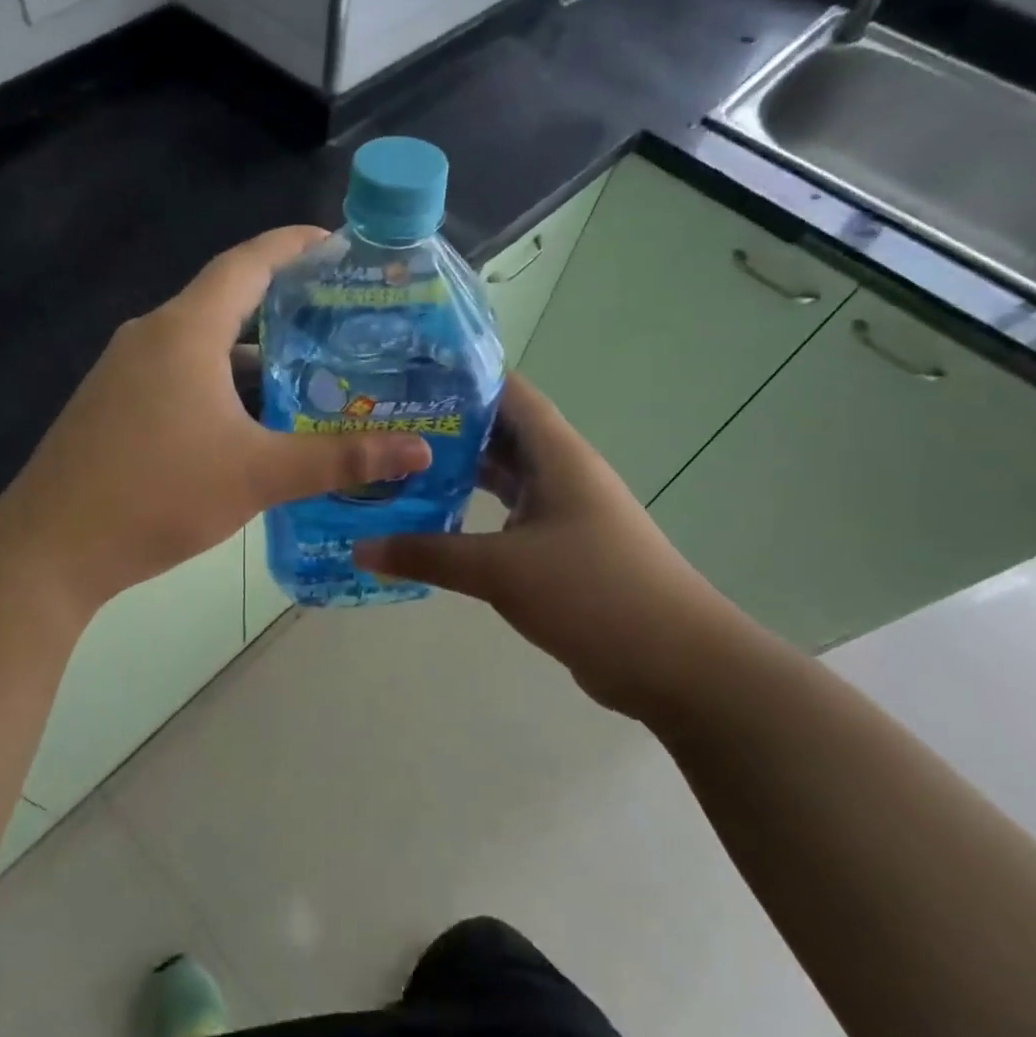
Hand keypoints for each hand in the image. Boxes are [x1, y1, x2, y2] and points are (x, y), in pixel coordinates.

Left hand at [0, 228, 431, 606]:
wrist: (51, 549)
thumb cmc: (157, 495)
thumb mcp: (258, 475)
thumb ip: (339, 459)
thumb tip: (418, 450)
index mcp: (184, 331)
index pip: (247, 263)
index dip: (293, 245)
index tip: (336, 243)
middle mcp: (150, 336)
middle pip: (225, 302)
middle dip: (283, 307)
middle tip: (339, 321)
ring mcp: (123, 372)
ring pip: (200, 346)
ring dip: (251, 357)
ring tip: (306, 374)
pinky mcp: (110, 405)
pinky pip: (176, 375)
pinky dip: (218, 384)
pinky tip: (248, 422)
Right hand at [354, 374, 739, 721]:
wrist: (674, 662)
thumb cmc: (593, 592)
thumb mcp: (501, 570)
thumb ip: (428, 554)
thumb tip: (361, 547)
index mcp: (556, 454)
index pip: (506, 391)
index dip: (459, 376)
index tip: (404, 374)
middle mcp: (560, 472)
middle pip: (498, 432)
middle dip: (446, 426)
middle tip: (384, 425)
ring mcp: (562, 511)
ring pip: (501, 477)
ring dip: (457, 472)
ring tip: (397, 467)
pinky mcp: (559, 549)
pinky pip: (505, 517)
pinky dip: (471, 515)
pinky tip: (432, 524)